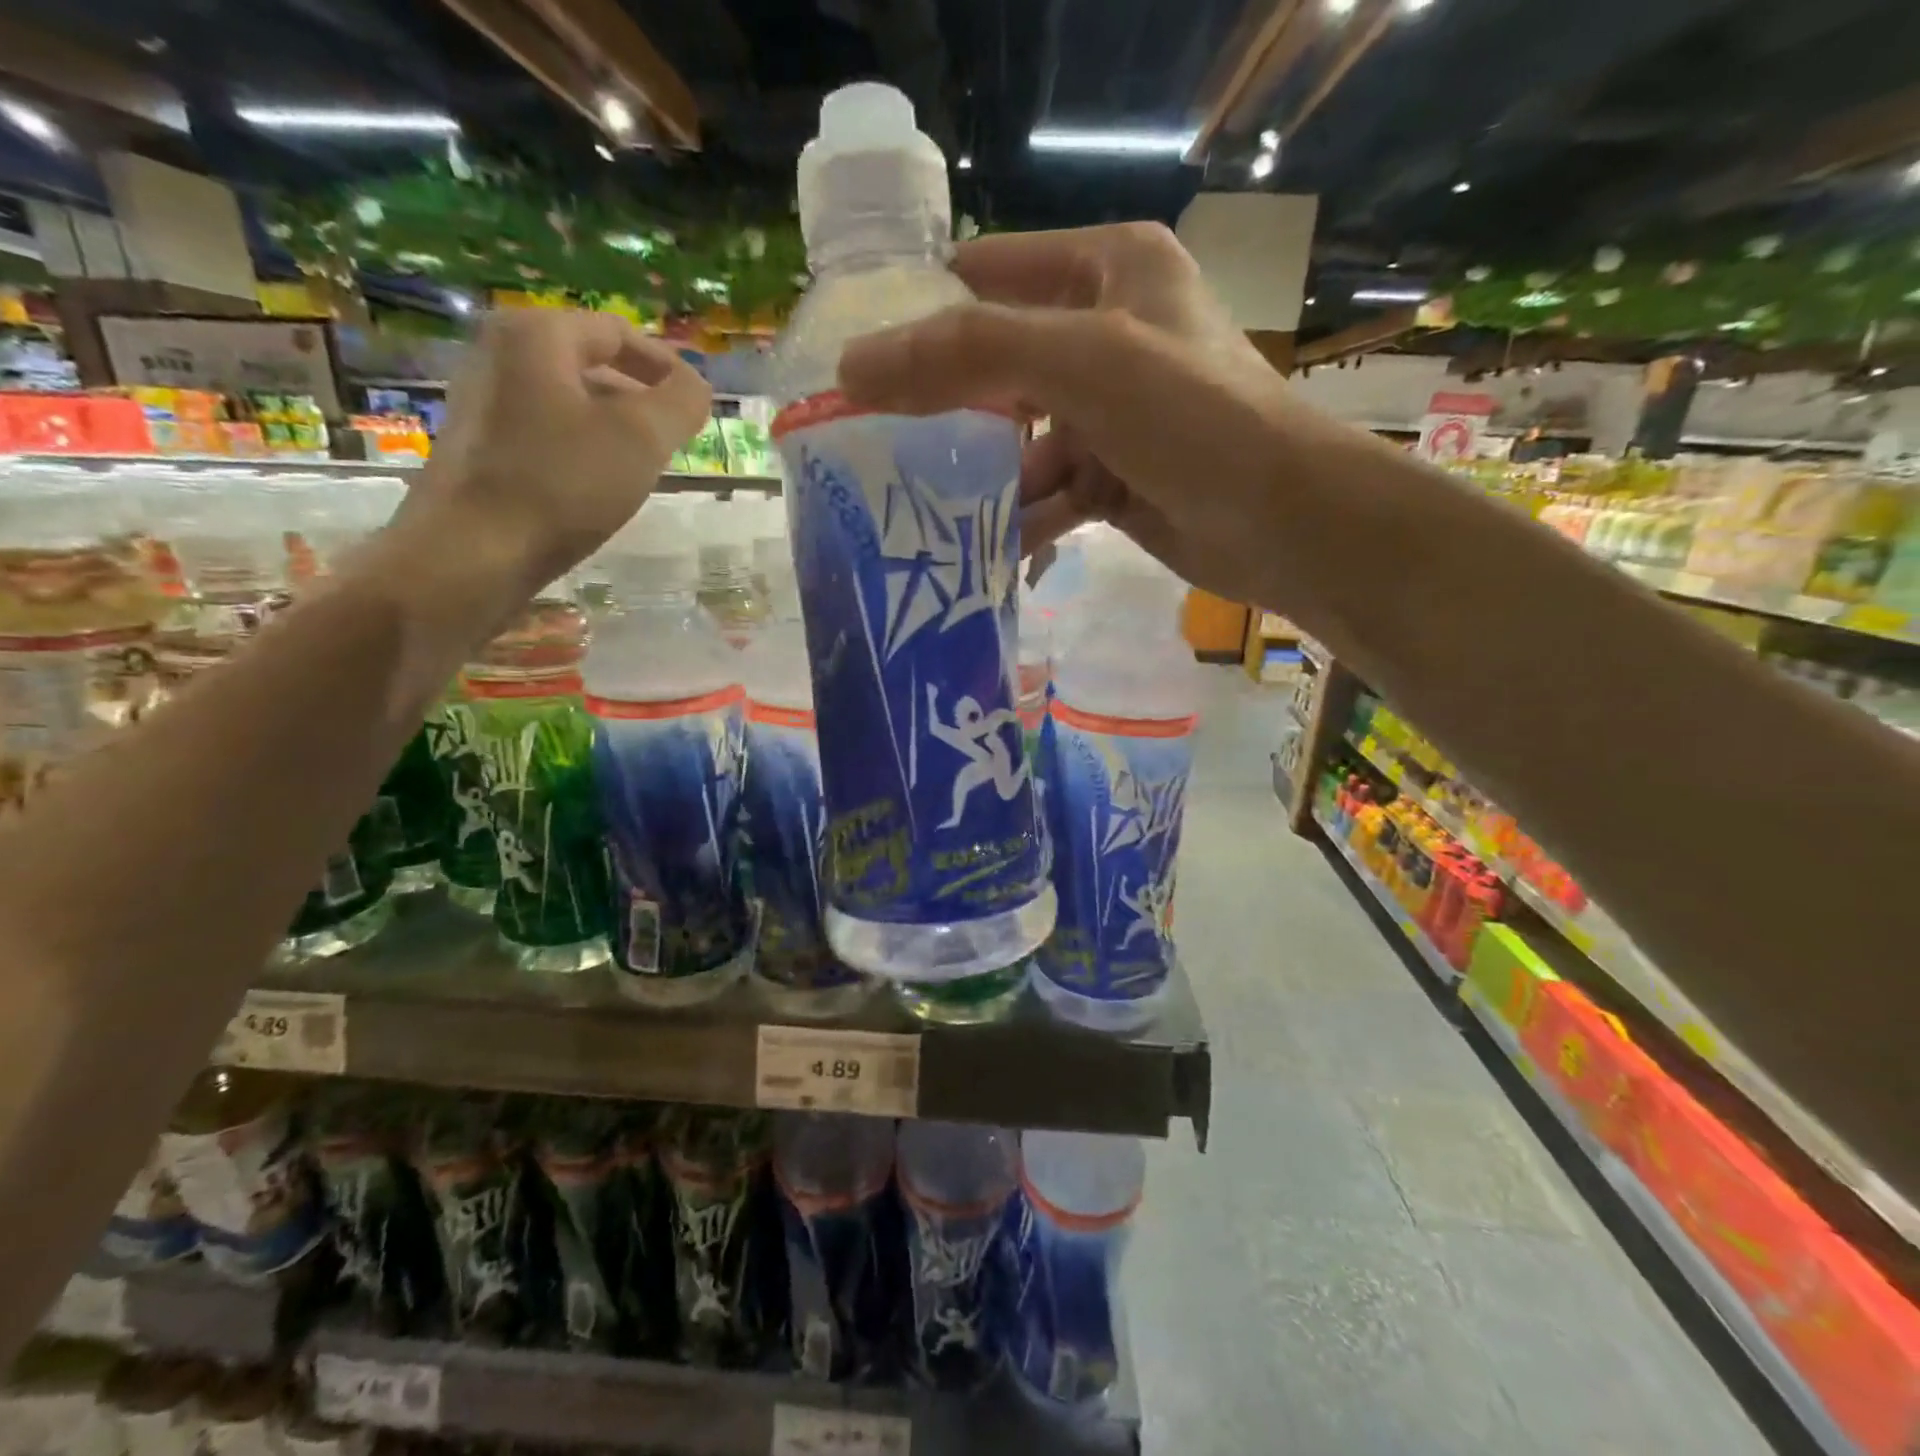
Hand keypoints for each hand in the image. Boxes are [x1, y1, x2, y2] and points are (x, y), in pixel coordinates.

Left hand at [412, 308, 711, 594]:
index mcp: (536, 336)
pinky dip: (581, 443)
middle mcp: (498, 352)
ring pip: (568, 398)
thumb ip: (681, 402)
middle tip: (675, 436)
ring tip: (643, 463)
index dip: (666, 365)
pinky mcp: (477, 442)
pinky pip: (544, 427)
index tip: (697, 404)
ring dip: (613, 423)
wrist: (474, 551)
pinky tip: (598, 483)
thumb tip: (696, 386)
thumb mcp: (642, 438)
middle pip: (590, 362)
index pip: (617, 332)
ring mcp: (481, 397)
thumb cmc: (563, 484)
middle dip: (640, 396)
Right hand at [836, 223, 1359, 606]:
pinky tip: (989, 553)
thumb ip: (968, 355)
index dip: (924, 312)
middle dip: (946, 410)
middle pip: (999, 365)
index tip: (862, 365)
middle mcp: (1107, 333)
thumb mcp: (1081, 363)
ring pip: (1021, 441)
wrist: (1284, 520)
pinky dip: (1022, 521)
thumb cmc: (1191, 418)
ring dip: (983, 481)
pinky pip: (1049, 494)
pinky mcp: (1114, 478)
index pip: (989, 274)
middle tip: (878, 449)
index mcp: (1106, 271)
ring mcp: (1111, 413)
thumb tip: (854, 367)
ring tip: (923, 517)